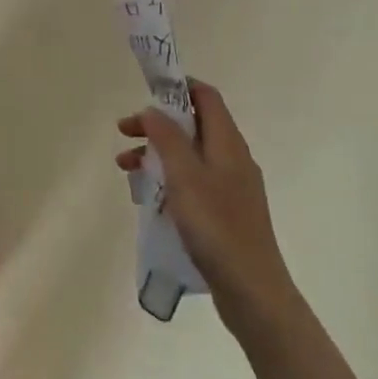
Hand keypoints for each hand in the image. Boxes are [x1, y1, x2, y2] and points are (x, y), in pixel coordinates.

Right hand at [117, 80, 296, 344]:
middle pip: (193, 125)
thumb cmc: (216, 226)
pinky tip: (149, 199)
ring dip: (157, 154)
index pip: (206, 97)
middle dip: (157, 124)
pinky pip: (193, 182)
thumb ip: (167, 137)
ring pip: (189, 156)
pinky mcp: (226, 213)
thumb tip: (153, 109)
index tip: (146, 92)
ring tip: (125, 169)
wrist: (253, 291)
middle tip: (124, 133)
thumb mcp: (184, 175)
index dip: (178, 87)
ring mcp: (231, 187)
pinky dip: (169, 180)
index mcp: (227, 142)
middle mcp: (232, 158)